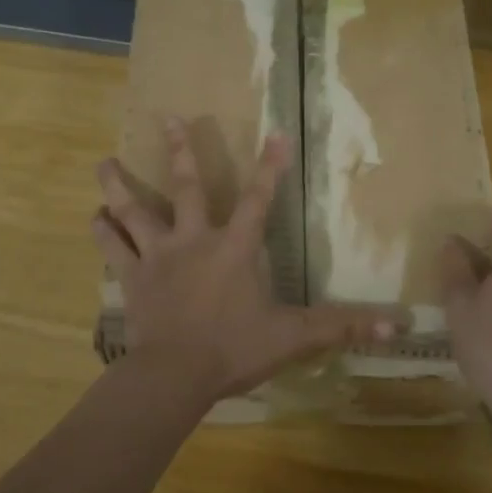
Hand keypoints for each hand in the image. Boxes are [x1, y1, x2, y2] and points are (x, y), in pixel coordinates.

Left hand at [94, 119, 396, 407]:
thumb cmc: (234, 349)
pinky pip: (113, 249)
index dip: (270, 167)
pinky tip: (93, 217)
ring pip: (134, 212)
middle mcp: (193, 241)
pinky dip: (103, 232)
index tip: (274, 132)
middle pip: (186, 188)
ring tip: (103, 163)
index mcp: (234, 249)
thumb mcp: (294, 337)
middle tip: (167, 117)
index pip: (259, 200)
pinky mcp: (132, 279)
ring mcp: (158, 258)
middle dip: (180, 151)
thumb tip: (398, 326)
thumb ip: (342, 326)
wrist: (174, 375)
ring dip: (119, 187)